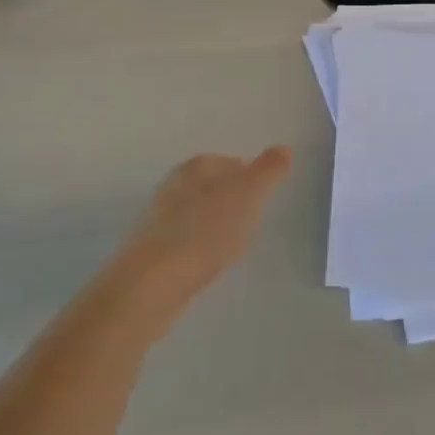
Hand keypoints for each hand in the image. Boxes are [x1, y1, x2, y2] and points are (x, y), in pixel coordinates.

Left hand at [114, 149, 293, 315]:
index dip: (248, 176)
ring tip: (234, 243)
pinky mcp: (152, 252)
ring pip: (197, 214)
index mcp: (195, 168)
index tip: (263, 196)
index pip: (228, 162)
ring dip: (215, 224)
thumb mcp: (247, 197)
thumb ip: (268, 172)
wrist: (151, 285)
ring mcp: (158, 220)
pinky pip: (186, 241)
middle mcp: (173, 187)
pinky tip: (209, 263)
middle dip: (231, 199)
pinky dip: (200, 247)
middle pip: (211, 186)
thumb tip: (284, 148)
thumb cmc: (204, 233)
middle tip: (253, 219)